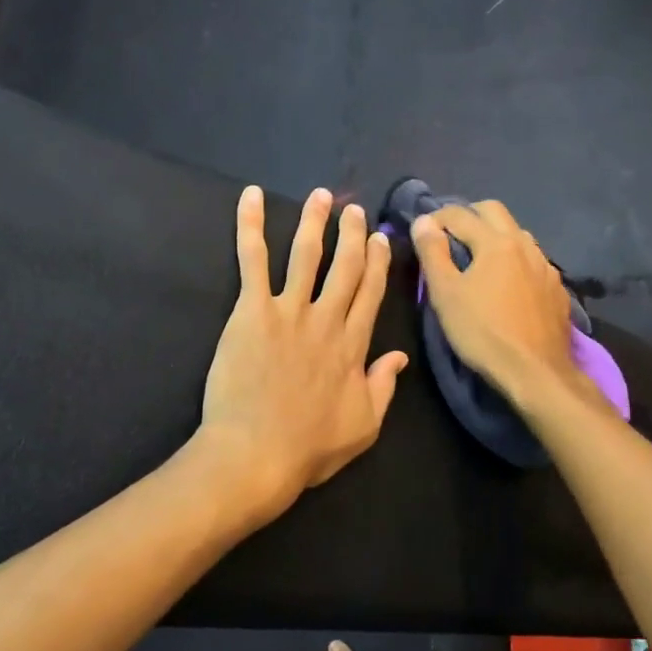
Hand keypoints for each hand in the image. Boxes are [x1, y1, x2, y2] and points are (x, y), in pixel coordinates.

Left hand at [199, 186, 407, 522]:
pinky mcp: (252, 310)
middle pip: (346, 267)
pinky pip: (253, 260)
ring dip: (315, 221)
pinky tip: (250, 198)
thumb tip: (400, 357)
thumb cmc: (308, 447)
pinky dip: (251, 226)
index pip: (371, 294)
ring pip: (306, 254)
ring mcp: (289, 310)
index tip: (380, 239)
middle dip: (353, 235)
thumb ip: (383, 387)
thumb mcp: (364, 426)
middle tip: (355, 211)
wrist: (256, 454)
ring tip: (321, 196)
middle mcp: (327, 319)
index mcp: (354, 346)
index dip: (378, 263)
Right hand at [410, 201, 575, 402]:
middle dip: (469, 215)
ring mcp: (546, 266)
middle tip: (450, 236)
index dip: (435, 217)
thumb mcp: (446, 294)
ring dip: (495, 235)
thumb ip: (432, 253)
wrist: (536, 371)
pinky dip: (515, 260)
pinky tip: (508, 283)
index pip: (459, 214)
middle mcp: (525, 244)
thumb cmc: (483, 332)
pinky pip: (533, 261)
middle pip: (494, 211)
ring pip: (518, 234)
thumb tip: (423, 222)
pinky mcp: (556, 288)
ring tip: (479, 258)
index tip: (422, 232)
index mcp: (496, 242)